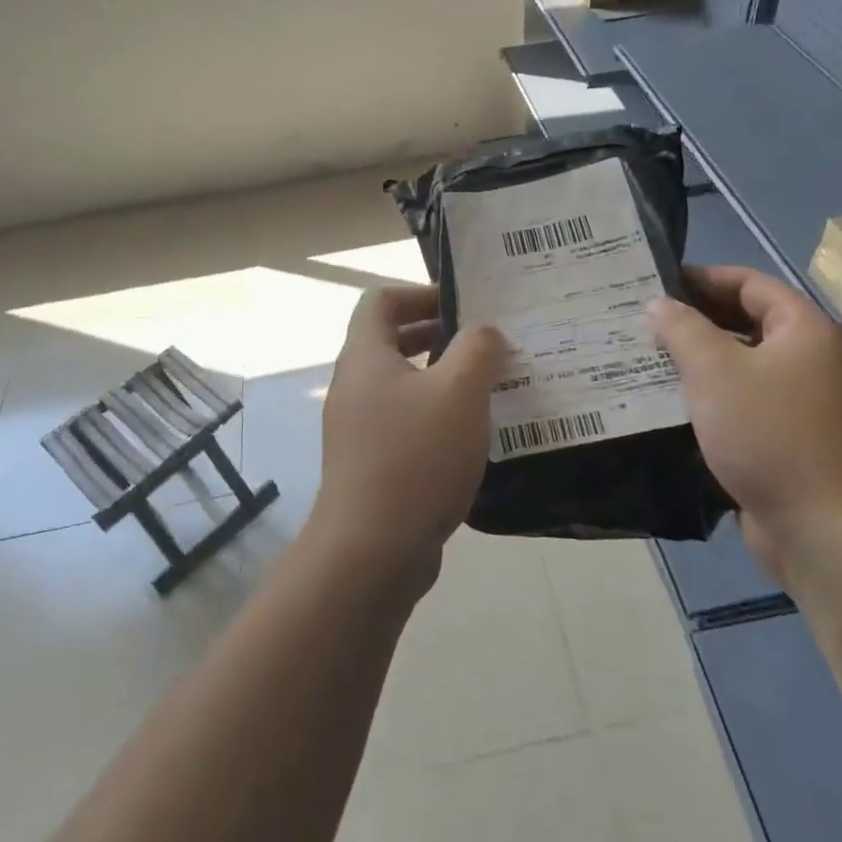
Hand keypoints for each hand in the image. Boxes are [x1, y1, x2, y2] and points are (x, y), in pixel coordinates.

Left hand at [307, 285, 504, 583]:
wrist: (372, 550)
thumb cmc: (416, 456)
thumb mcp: (460, 391)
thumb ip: (478, 349)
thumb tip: (484, 332)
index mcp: (365, 356)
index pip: (380, 299)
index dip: (419, 292)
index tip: (462, 306)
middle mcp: (354, 385)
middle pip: (390, 340)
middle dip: (438, 334)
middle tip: (485, 343)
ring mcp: (358, 427)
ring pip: (401, 383)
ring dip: (441, 377)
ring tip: (488, 386)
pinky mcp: (370, 463)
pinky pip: (404, 421)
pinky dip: (435, 415)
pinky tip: (471, 435)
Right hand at [649, 266, 841, 570]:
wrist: (826, 530)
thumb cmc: (770, 434)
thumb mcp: (715, 372)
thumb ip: (683, 330)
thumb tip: (659, 303)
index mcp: (803, 330)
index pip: (750, 284)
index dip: (704, 277)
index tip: (657, 281)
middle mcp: (809, 360)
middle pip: (747, 324)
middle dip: (696, 320)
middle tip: (643, 321)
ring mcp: (802, 403)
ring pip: (742, 367)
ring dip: (699, 362)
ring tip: (647, 359)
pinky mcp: (789, 440)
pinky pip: (744, 404)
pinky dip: (711, 398)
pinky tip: (670, 405)